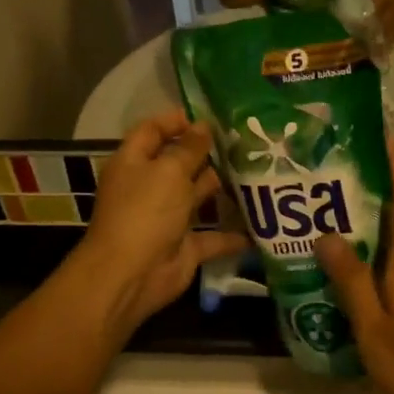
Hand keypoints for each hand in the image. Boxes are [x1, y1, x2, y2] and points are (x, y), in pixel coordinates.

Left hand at [72, 111, 248, 337]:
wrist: (132, 276)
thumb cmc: (145, 212)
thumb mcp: (168, 171)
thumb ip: (189, 148)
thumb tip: (203, 126)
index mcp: (134, 162)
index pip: (152, 131)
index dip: (176, 120)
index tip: (209, 117)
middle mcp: (148, 187)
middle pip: (178, 162)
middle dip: (207, 152)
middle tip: (245, 141)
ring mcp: (166, 218)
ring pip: (196, 196)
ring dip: (221, 187)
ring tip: (258, 170)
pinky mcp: (185, 246)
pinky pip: (213, 236)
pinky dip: (234, 233)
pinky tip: (261, 223)